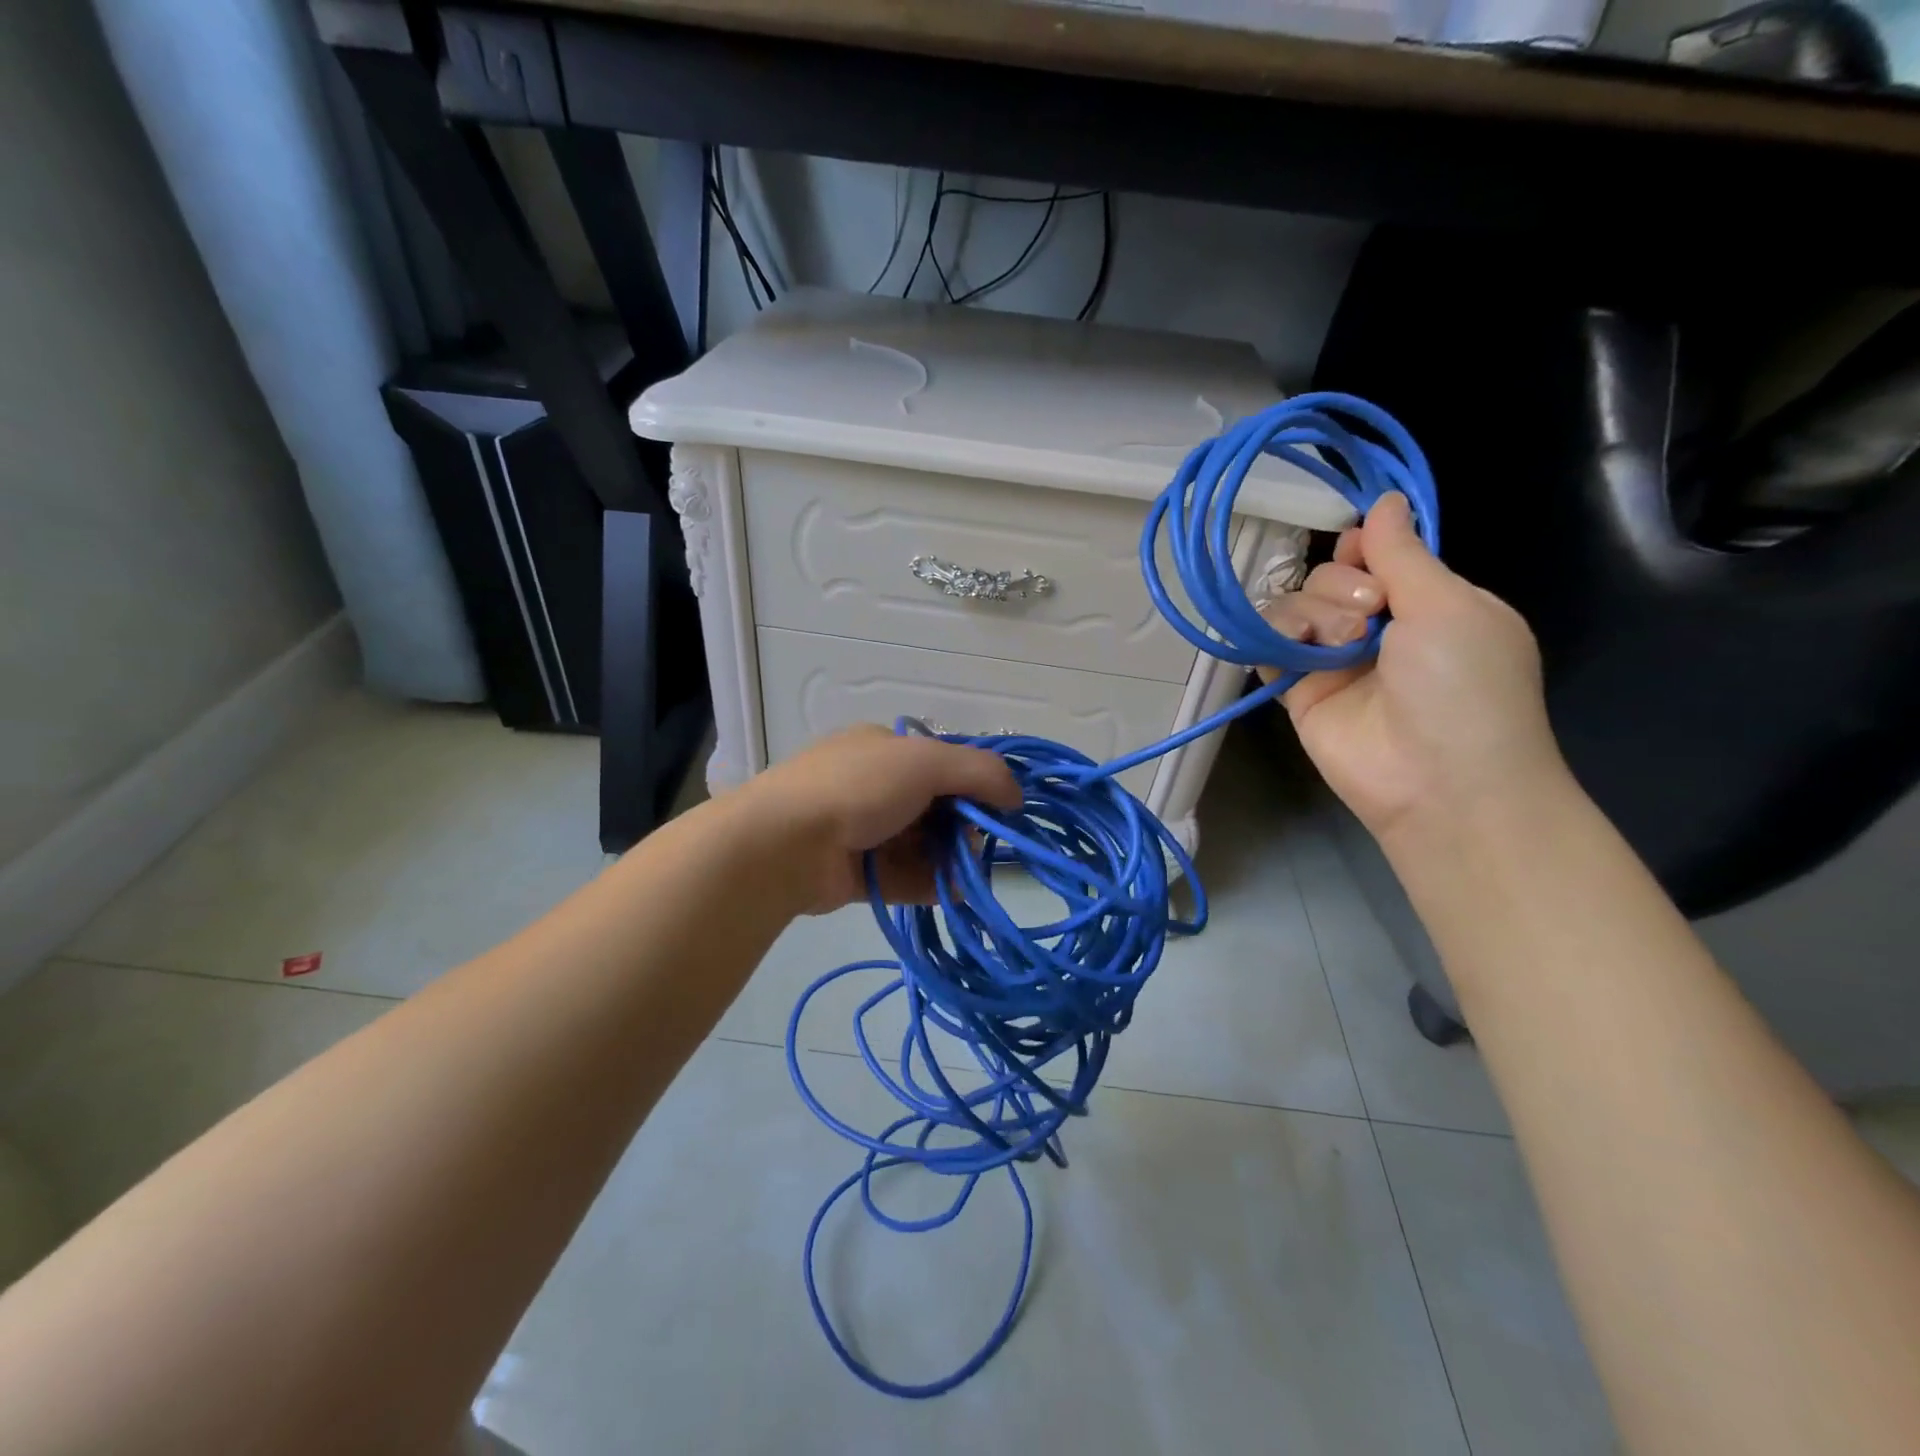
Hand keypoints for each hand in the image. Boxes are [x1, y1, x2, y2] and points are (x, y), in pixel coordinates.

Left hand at [740, 724, 1022, 912]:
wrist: (784, 844)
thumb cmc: (858, 788)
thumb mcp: (926, 762)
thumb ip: (980, 772)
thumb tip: (1016, 794)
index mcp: (884, 749)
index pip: (942, 763)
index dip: (974, 784)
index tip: (998, 809)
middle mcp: (873, 786)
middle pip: (935, 807)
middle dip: (962, 826)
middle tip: (975, 844)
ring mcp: (861, 831)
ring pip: (921, 845)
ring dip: (949, 859)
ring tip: (967, 874)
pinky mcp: (857, 872)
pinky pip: (904, 876)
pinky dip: (930, 884)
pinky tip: (954, 894)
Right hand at [1259, 492, 1564, 844]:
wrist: (1438, 781)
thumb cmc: (1463, 685)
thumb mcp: (1448, 605)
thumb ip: (1403, 553)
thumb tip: (1383, 500)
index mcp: (1429, 603)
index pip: (1380, 555)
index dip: (1365, 547)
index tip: (1362, 553)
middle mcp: (1378, 627)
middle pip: (1330, 576)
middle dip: (1343, 586)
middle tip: (1370, 616)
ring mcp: (1335, 660)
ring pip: (1296, 604)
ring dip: (1314, 612)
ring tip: (1340, 645)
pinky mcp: (1299, 691)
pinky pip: (1270, 645)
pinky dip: (1274, 636)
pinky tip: (1294, 646)